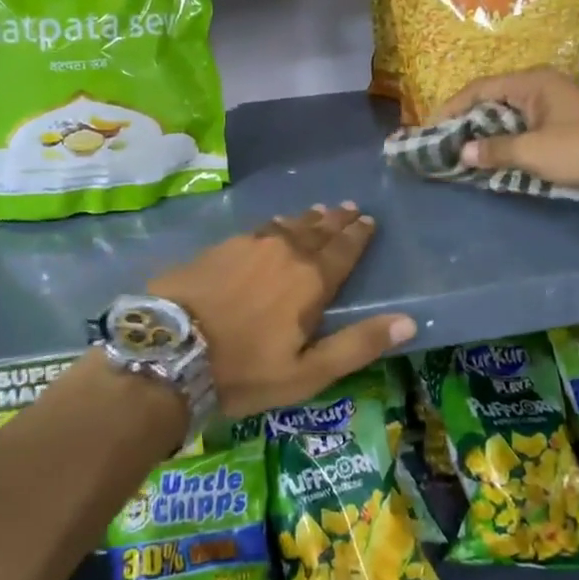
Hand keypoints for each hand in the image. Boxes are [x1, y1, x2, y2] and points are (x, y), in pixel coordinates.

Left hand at [149, 203, 416, 417]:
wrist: (170, 349)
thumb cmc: (244, 369)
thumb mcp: (308, 372)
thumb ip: (358, 344)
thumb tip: (408, 320)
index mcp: (311, 280)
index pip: (344, 250)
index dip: (359, 235)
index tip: (369, 221)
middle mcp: (285, 252)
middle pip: (318, 231)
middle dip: (337, 220)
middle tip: (350, 208)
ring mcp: (249, 244)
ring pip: (288, 225)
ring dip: (307, 219)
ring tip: (319, 211)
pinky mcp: (220, 247)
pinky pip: (259, 228)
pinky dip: (275, 225)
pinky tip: (274, 224)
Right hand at [432, 68, 578, 192]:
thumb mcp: (534, 152)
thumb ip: (495, 150)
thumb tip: (463, 151)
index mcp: (530, 82)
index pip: (478, 90)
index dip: (450, 109)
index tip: (431, 130)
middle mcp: (542, 85)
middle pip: (493, 100)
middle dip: (468, 122)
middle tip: (446, 144)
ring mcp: (557, 102)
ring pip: (511, 115)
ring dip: (489, 133)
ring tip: (468, 154)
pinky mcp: (569, 121)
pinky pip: (528, 126)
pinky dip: (510, 140)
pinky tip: (501, 158)